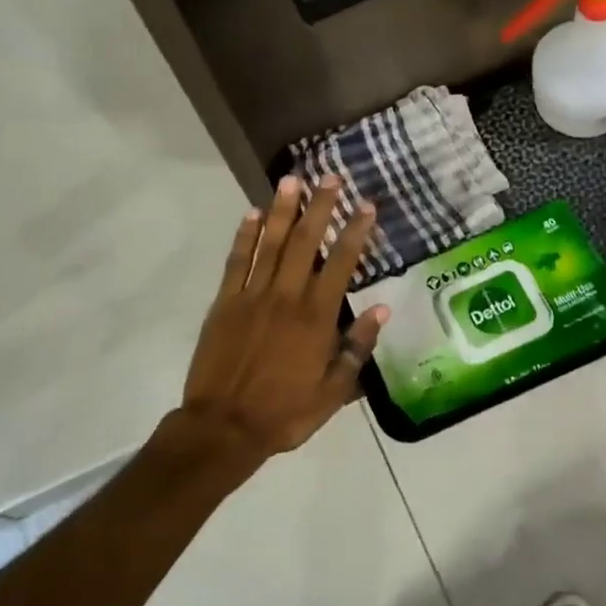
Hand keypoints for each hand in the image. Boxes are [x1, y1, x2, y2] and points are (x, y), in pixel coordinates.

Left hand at [177, 176, 386, 459]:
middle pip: (305, 243)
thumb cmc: (284, 413)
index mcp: (316, 318)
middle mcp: (286, 297)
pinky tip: (252, 213)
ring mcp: (252, 297)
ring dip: (282, 210)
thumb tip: (382, 310)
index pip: (340, 264)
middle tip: (330, 177)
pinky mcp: (224, 303)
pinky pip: (237, 262)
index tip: (366, 206)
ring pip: (270, 244)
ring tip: (292, 180)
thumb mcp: (333, 392)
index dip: (354, 232)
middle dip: (320, 207)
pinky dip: (245, 236)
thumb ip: (357, 349)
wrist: (223, 427)